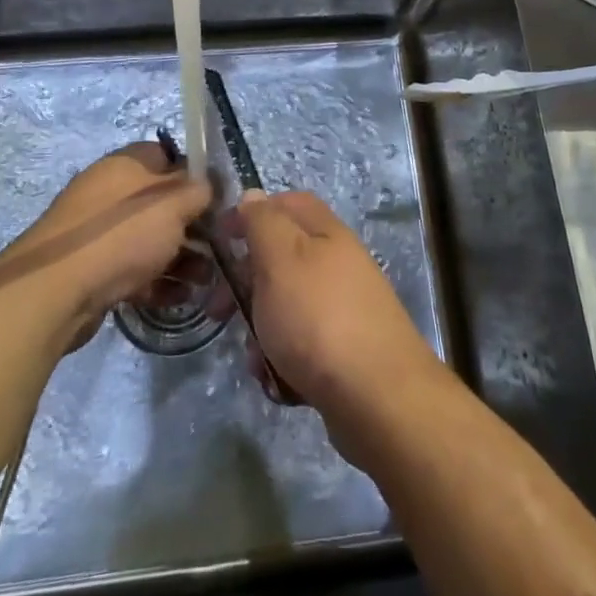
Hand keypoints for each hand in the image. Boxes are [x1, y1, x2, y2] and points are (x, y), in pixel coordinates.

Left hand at [0, 143, 210, 350]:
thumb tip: (207, 186)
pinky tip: (179, 298)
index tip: (216, 201)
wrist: (56, 291)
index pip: (167, 156)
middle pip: (161, 202)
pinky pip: (133, 268)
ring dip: (181, 258)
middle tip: (217, 249)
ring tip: (205, 283)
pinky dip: (157, 281)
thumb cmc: (122, 235)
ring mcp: (97, 231)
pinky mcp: (91, 268)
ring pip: (149, 239)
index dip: (194, 175)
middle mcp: (110, 191)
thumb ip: (198, 190)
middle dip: (193, 226)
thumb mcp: (173, 203)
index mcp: (126, 164)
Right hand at [235, 190, 446, 441]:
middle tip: (217, 310)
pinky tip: (277, 382)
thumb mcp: (280, 258)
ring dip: (260, 330)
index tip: (220, 238)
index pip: (287, 203)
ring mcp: (343, 309)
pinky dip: (282, 362)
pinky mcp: (344, 352)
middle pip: (282, 259)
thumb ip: (263, 223)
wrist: (377, 398)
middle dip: (245, 284)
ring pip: (285, 308)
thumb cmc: (318, 318)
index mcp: (326, 233)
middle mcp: (338, 265)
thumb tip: (253, 197)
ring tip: (255, 358)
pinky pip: (300, 347)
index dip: (252, 213)